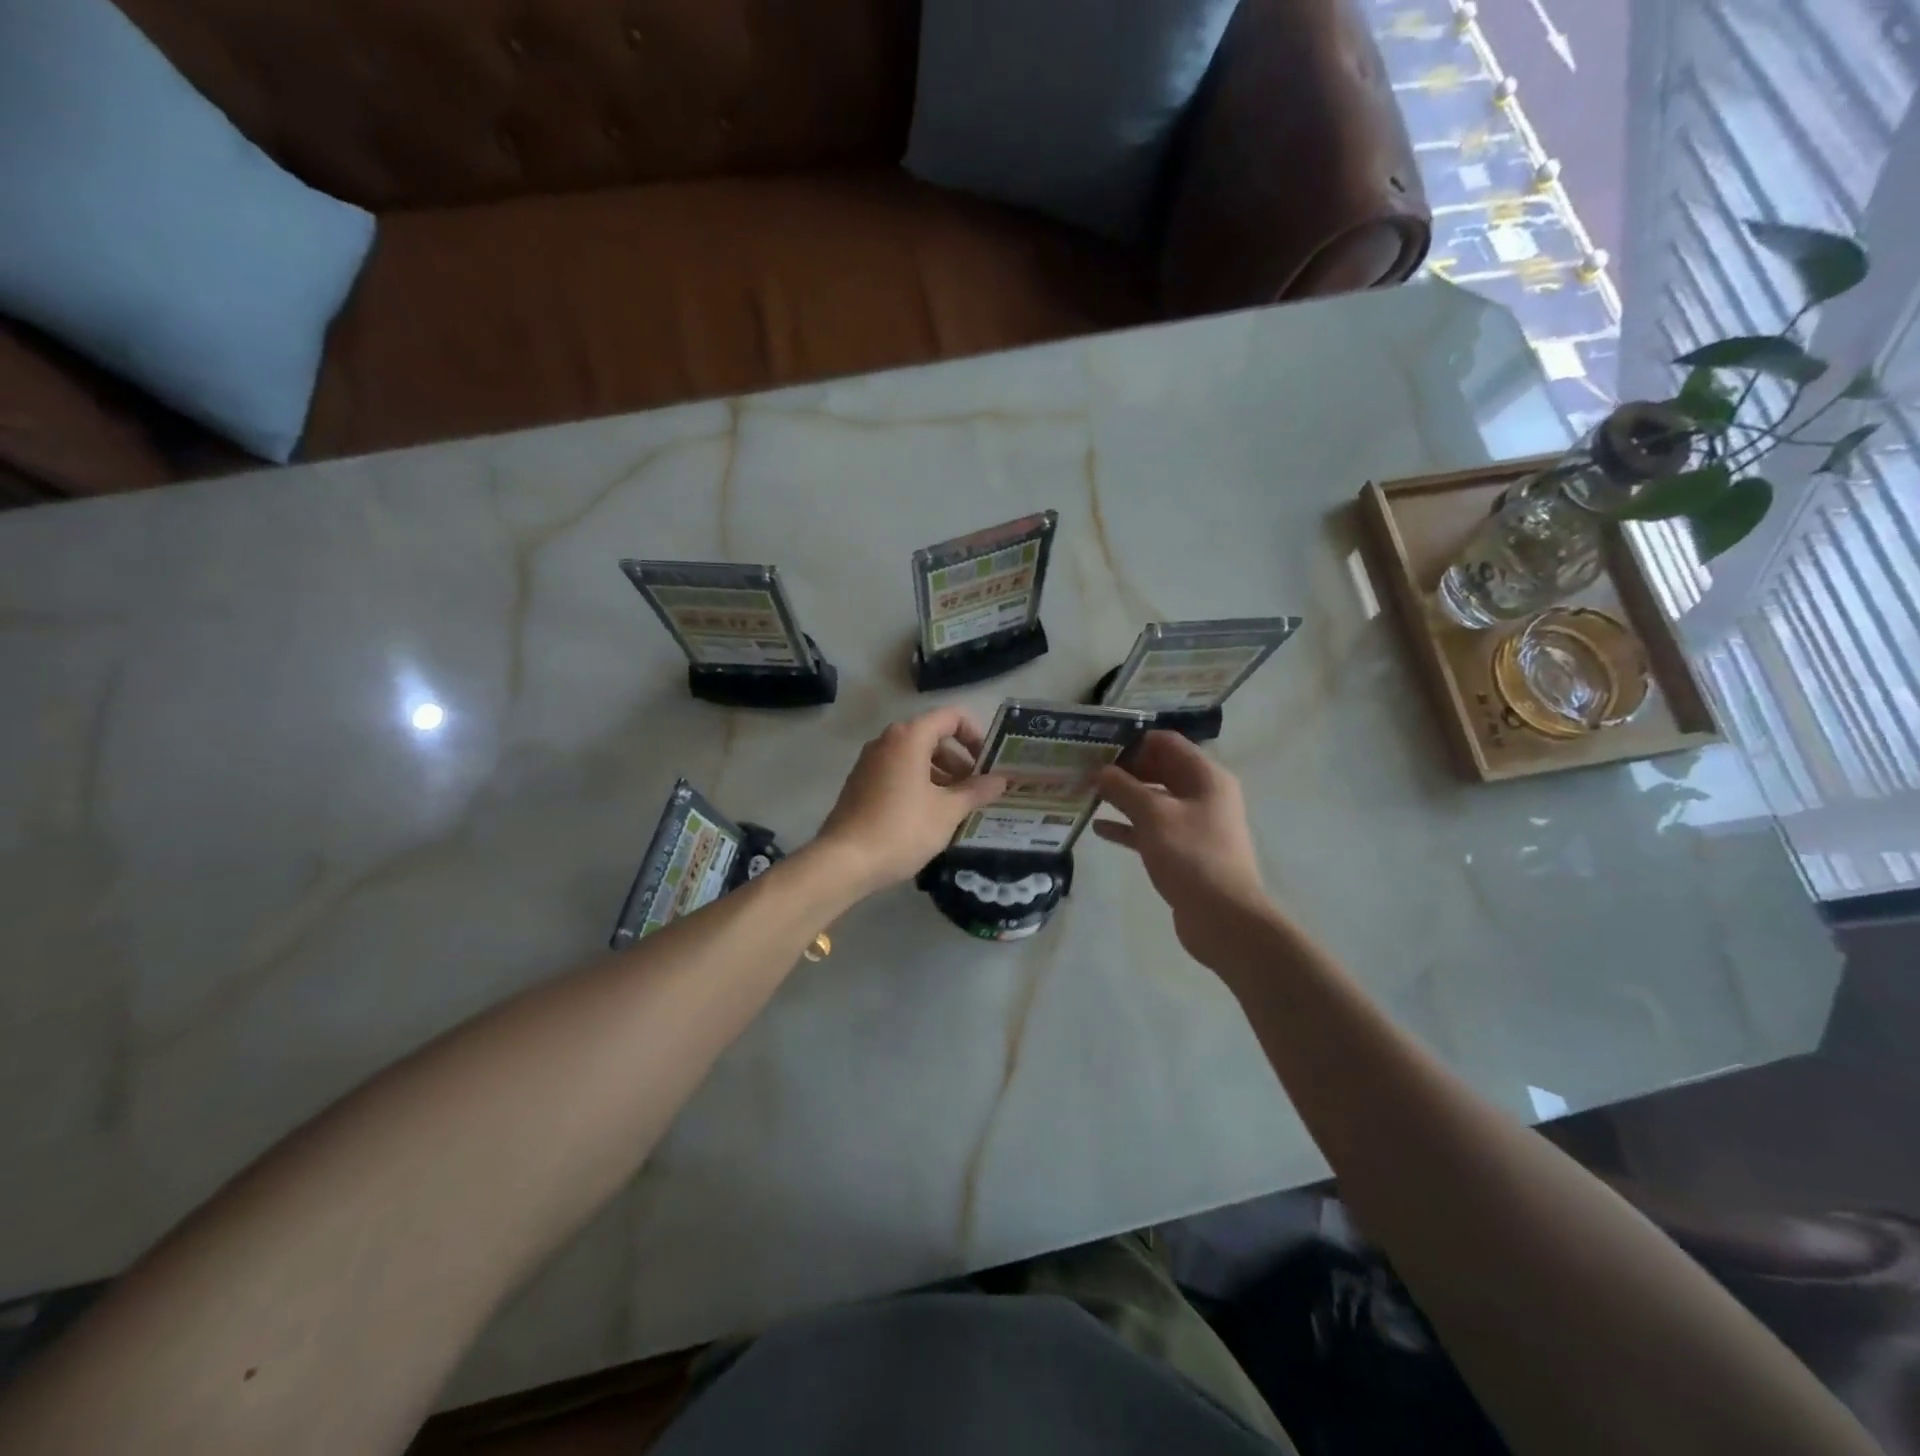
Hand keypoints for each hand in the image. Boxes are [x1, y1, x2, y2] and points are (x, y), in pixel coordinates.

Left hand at [817, 708, 1007, 894]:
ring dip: (940, 775)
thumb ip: (976, 791)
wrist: (844, 861)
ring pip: (914, 757)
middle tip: (977, 790)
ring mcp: (869, 762)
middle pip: (932, 737)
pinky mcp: (860, 783)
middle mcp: (886, 741)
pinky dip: (919, 783)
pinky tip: (929, 816)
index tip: (988, 764)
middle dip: (959, 761)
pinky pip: (897, 772)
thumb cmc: (902, 829)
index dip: (975, 735)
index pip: (951, 717)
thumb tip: (1001, 780)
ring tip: (957, 807)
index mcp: (909, 738)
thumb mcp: (948, 812)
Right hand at [1093, 732, 1270, 965]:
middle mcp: (1203, 795)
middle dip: (1124, 770)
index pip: (1167, 743)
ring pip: (1154, 801)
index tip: (1098, 747)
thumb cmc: (1192, 856)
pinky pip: (1152, 829)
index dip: (1133, 741)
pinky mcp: (1183, 851)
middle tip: (1086, 770)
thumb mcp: (1153, 815)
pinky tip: (1099, 828)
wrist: (1224, 918)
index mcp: (1206, 777)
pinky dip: (1128, 826)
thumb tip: (1100, 771)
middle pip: (1160, 770)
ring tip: (1087, 795)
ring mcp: (1194, 825)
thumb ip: (1123, 788)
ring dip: (1123, 797)